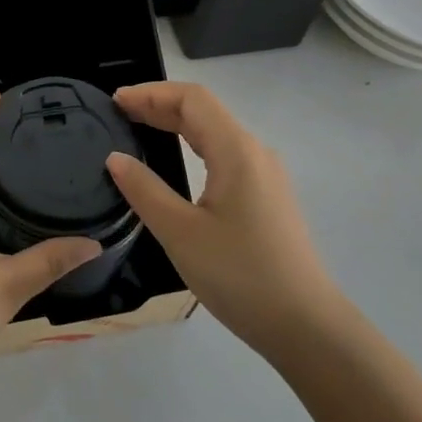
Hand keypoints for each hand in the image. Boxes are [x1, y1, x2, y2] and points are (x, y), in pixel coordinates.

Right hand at [104, 82, 341, 356]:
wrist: (306, 328)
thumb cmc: (241, 275)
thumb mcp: (180, 233)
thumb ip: (144, 190)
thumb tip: (115, 158)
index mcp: (236, 151)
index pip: (192, 99)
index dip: (151, 93)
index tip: (115, 101)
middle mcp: (254, 153)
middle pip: (203, 111)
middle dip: (159, 106)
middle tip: (118, 115)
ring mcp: (265, 176)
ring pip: (214, 133)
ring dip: (175, 125)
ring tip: (138, 131)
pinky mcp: (266, 197)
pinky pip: (224, 155)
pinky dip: (192, 146)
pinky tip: (173, 163)